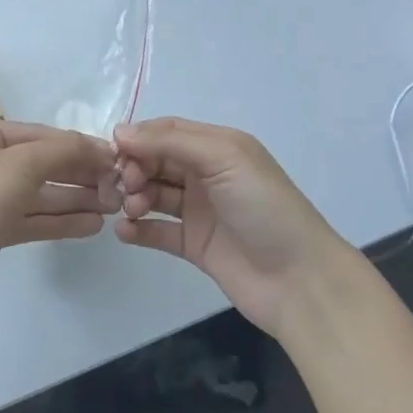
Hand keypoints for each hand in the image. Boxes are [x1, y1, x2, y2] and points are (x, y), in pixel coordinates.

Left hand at [0, 119, 118, 322]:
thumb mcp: (21, 164)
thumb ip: (64, 151)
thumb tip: (101, 148)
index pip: (40, 134)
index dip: (79, 146)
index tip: (117, 160)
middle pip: (41, 163)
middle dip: (79, 175)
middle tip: (120, 188)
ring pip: (38, 194)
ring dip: (74, 199)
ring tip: (113, 206)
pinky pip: (31, 219)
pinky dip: (59, 221)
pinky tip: (92, 226)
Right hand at [114, 117, 361, 335]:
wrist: (299, 280)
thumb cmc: (264, 208)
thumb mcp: (224, 158)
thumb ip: (172, 141)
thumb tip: (121, 132)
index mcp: (218, 147)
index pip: (168, 132)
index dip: (140, 138)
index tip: (113, 151)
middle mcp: (207, 174)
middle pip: (157, 161)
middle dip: (135, 168)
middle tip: (126, 186)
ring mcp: (200, 211)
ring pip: (154, 193)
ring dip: (135, 196)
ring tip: (131, 209)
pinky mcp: (194, 245)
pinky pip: (157, 231)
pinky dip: (138, 229)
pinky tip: (125, 231)